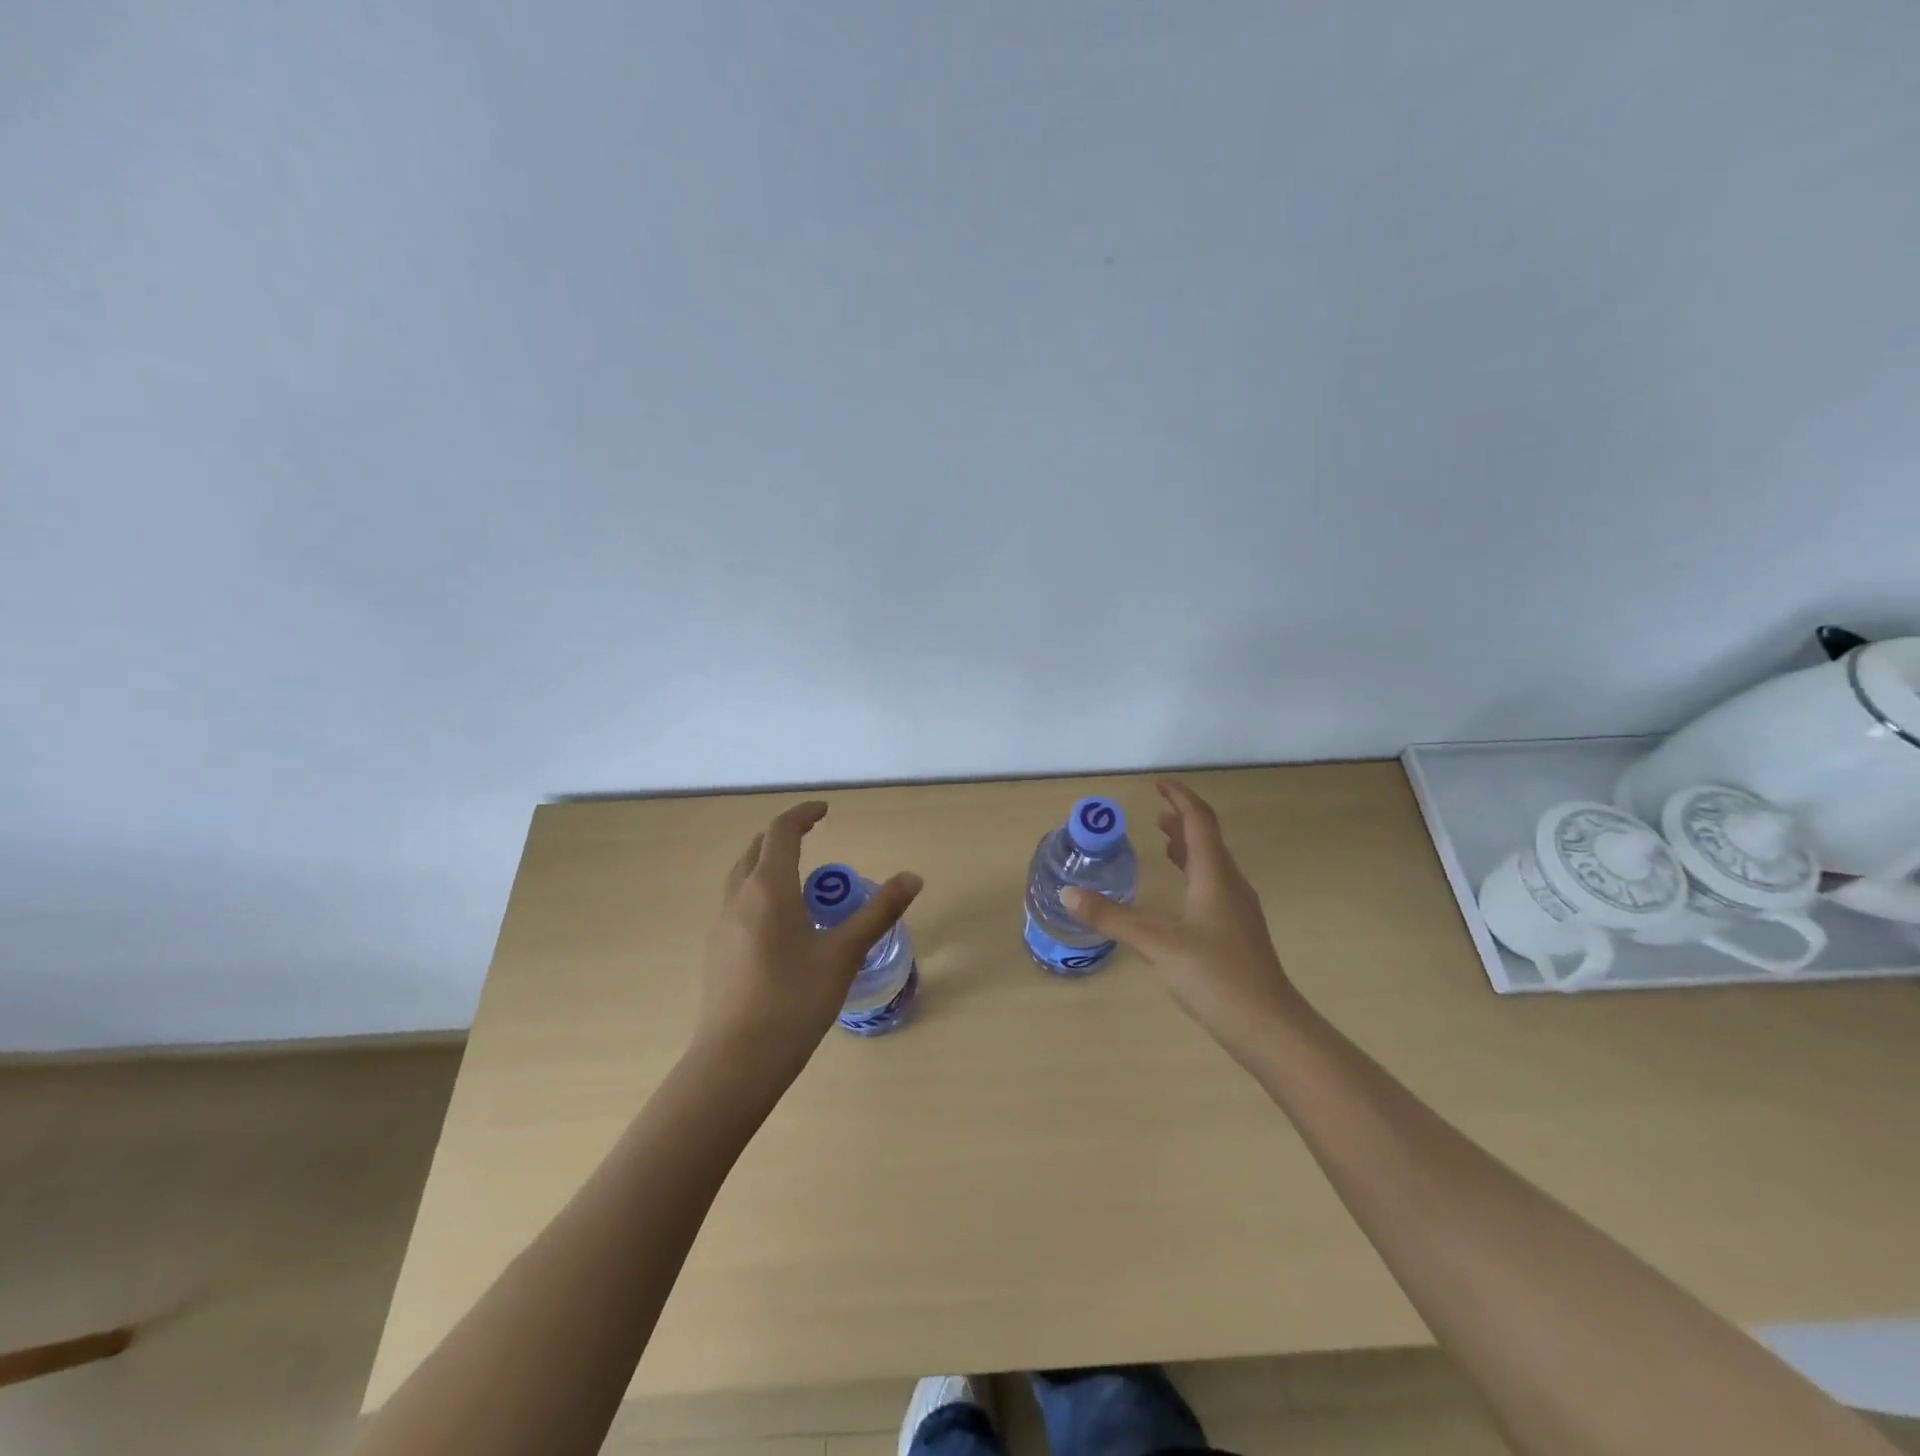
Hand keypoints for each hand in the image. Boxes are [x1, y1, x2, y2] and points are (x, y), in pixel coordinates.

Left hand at [693, 800, 922, 1084]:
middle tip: (813, 837)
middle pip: (757, 848)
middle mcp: (738, 897)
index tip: (825, 810)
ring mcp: (722, 924)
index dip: (803, 814)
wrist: (736, 1061)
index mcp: (768, 888)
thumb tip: (913, 878)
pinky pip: (737, 902)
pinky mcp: (717, 950)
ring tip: (800, 879)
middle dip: (784, 835)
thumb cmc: (794, 1000)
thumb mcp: (844, 954)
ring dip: (768, 863)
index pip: (782, 831)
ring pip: (742, 875)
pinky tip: (781, 923)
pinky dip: (759, 890)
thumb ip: (879, 913)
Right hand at [1064, 780, 1303, 1053]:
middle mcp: (1231, 885)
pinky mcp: (1238, 932)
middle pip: (1208, 840)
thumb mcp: (1157, 944)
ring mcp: (1238, 910)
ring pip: (1213, 864)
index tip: (1159, 785)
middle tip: (1155, 813)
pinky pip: (1214, 886)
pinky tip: (1180, 895)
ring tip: (1164, 842)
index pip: (1199, 822)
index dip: (1180, 798)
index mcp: (1215, 876)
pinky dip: (1194, 873)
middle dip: (1182, 821)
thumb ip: (1112, 918)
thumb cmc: (1216, 976)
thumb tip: (1069, 894)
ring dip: (1189, 847)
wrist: (1269, 1027)